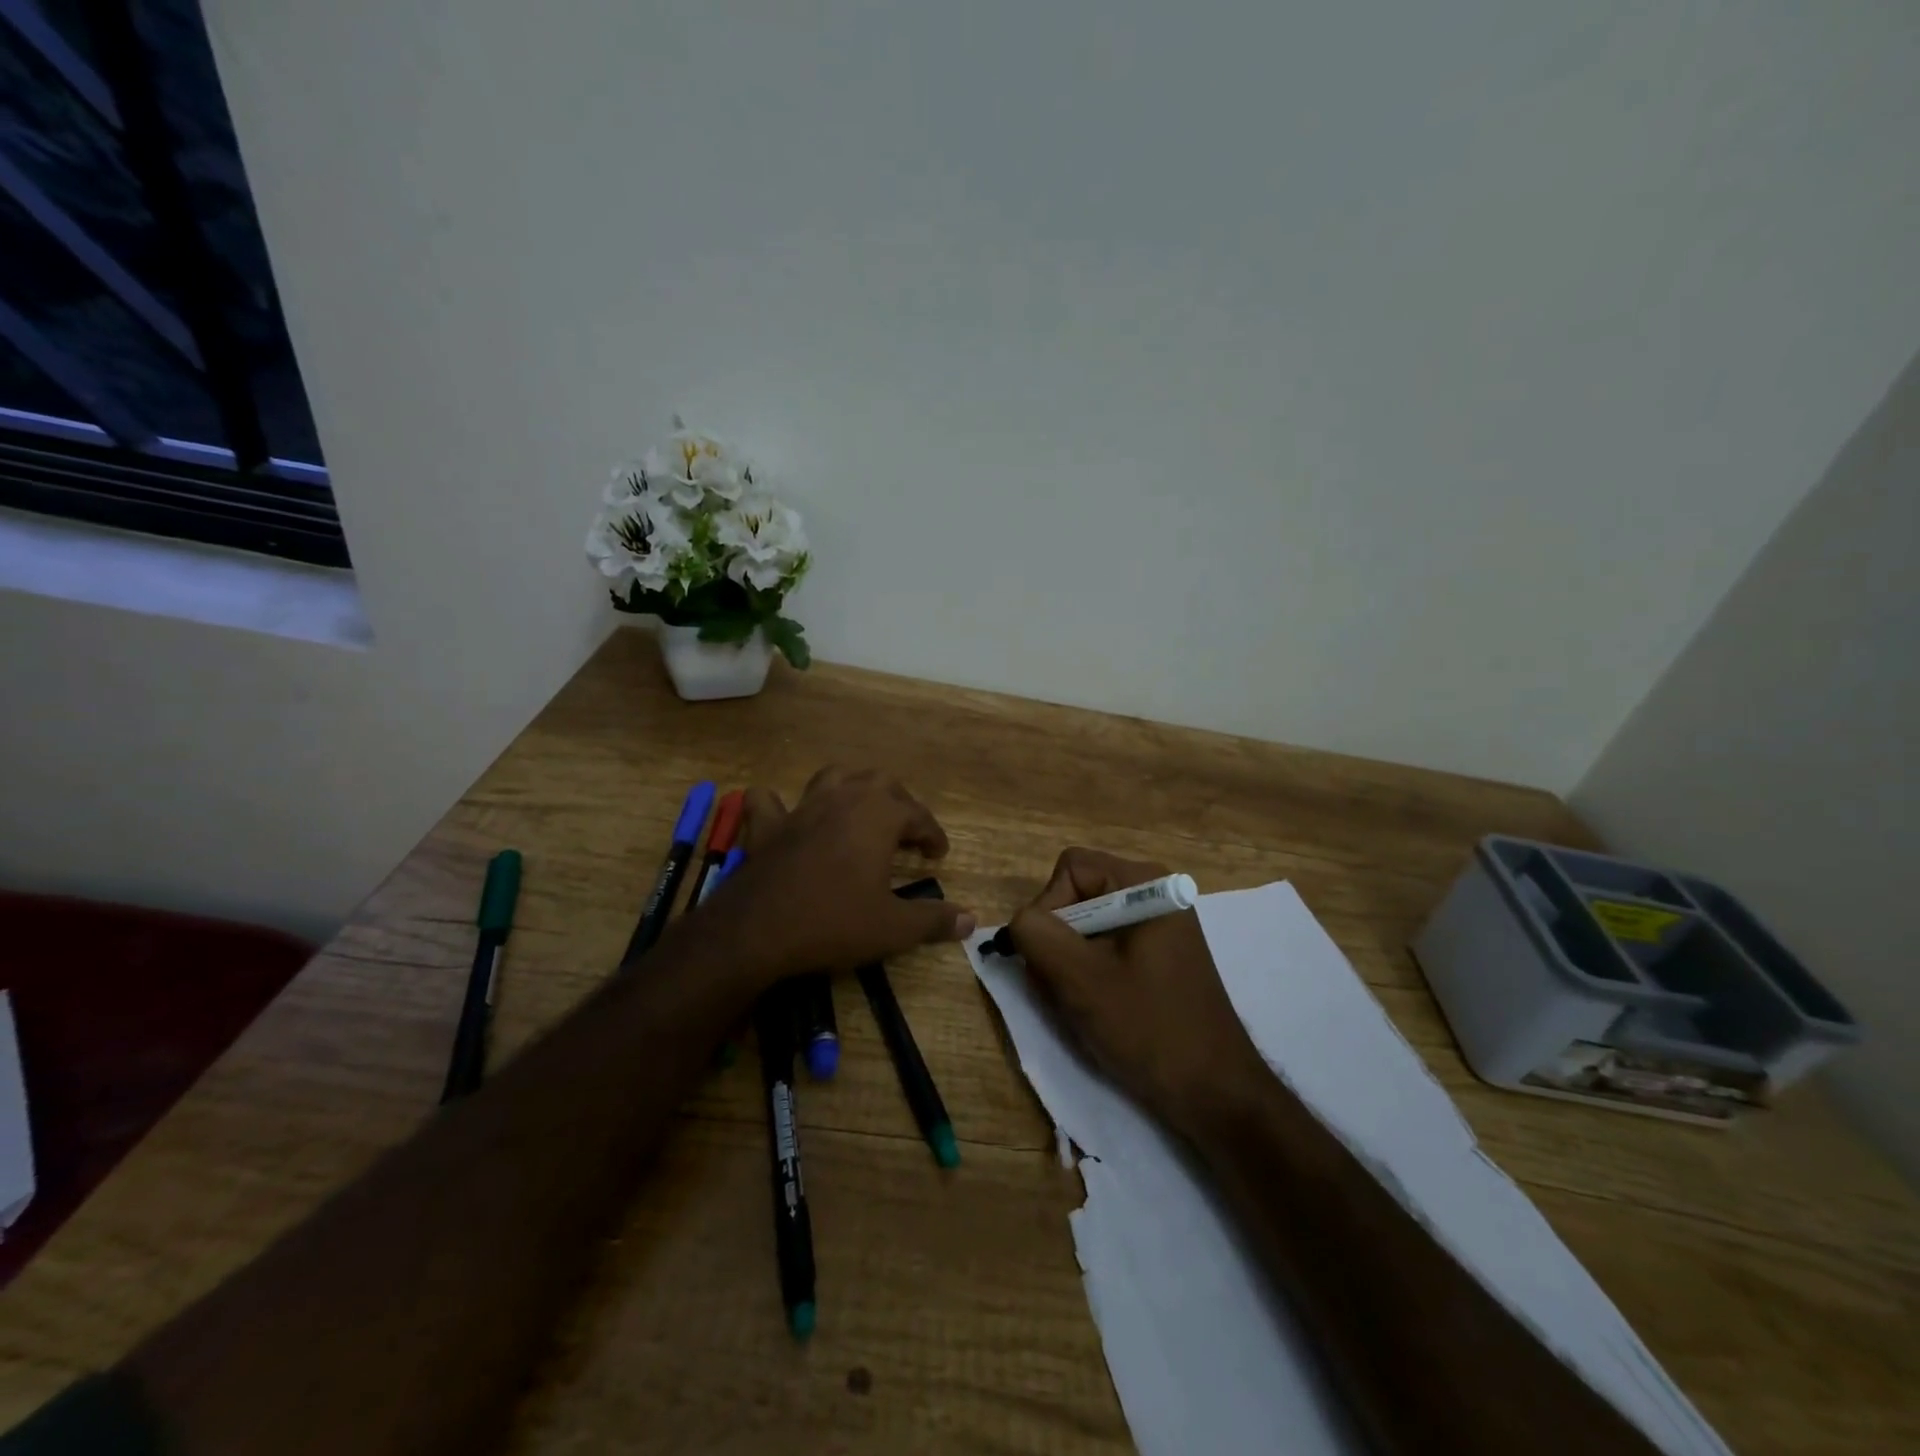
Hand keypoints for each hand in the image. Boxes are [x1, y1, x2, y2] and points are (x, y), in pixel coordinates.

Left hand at [704, 767, 976, 984]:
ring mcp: (802, 808)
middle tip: (905, 831)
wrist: (758, 930)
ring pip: (833, 777)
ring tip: (859, 810)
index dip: (932, 834)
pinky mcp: (768, 826)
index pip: (918, 815)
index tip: (938, 855)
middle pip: (880, 783)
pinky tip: (785, 816)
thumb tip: (970, 921)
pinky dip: (778, 804)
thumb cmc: (834, 922)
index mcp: (878, 815)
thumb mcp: (893, 928)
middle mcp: (843, 799)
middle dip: (899, 802)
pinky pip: (769, 802)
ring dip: (851, 788)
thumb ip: (933, 921)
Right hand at [1007, 848, 1266, 1134]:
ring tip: (1081, 1004)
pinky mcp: (1158, 955)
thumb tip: (1020, 922)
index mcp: (1144, 883)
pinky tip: (1098, 1008)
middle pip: (1077, 895)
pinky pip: (1105, 947)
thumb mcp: (1080, 979)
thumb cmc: (1149, 1028)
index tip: (1051, 959)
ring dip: (1069, 963)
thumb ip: (1037, 935)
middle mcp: (1153, 892)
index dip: (1048, 908)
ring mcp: (1158, 925)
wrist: (1214, 1093)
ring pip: (1086, 926)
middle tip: (1063, 987)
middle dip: (1058, 940)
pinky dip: (1089, 973)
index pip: (1069, 869)